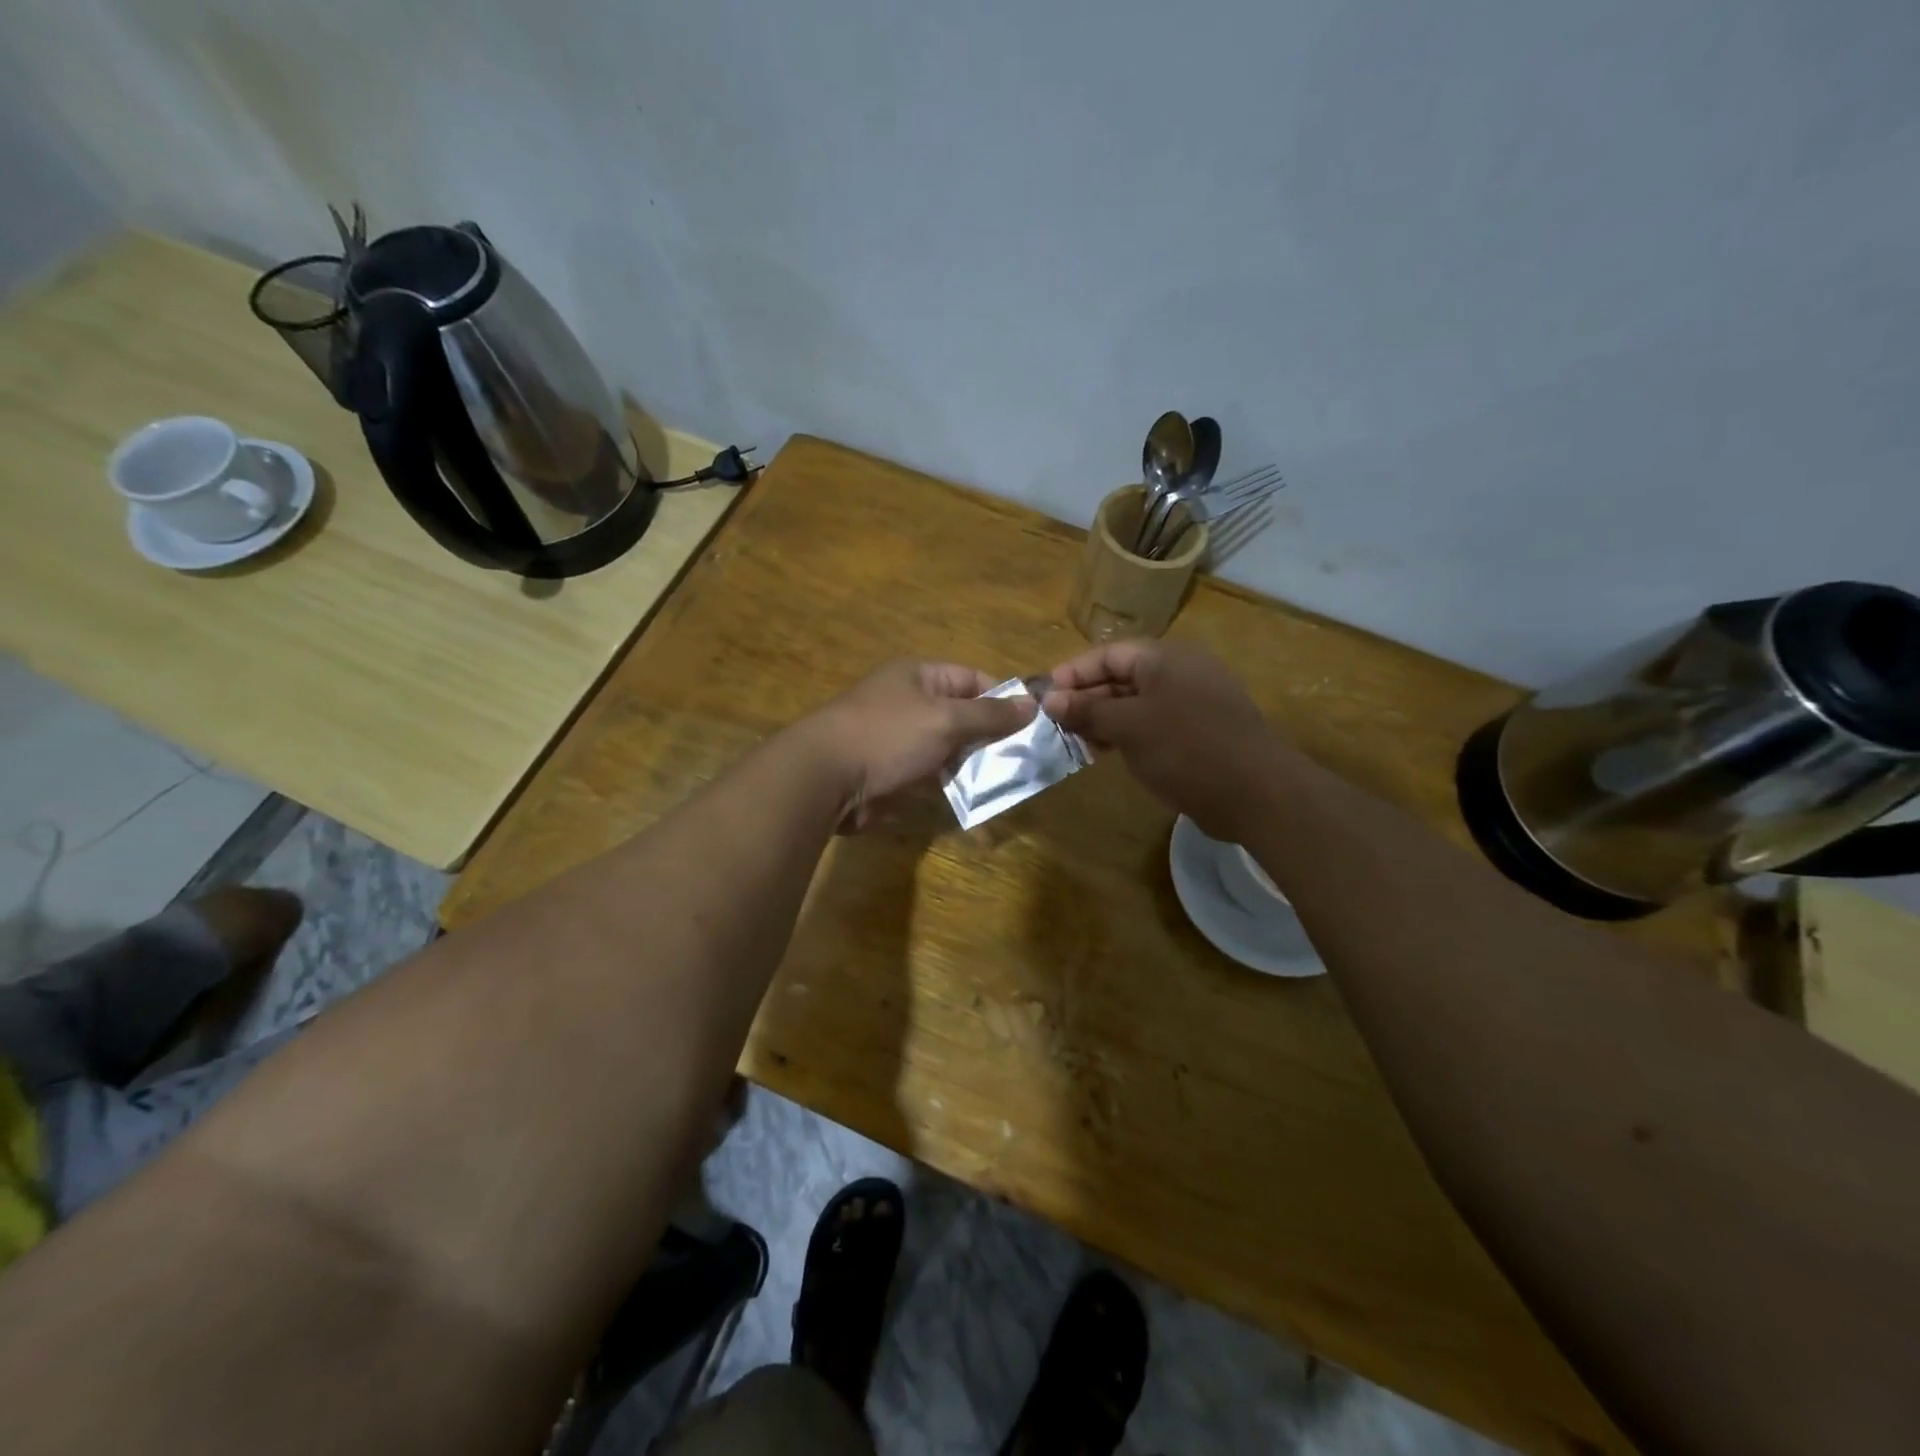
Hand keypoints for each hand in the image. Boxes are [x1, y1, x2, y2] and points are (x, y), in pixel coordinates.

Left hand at [806, 660, 1035, 828]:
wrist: (825, 778)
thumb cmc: (888, 735)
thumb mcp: (946, 719)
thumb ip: (989, 715)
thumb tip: (1032, 704)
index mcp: (918, 675)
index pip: (972, 679)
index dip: (1003, 698)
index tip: (1032, 724)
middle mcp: (908, 701)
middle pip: (961, 714)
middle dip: (991, 735)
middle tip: (1025, 758)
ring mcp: (898, 737)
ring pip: (948, 746)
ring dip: (973, 762)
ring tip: (1007, 780)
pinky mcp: (891, 770)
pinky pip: (930, 771)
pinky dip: (951, 781)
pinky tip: (975, 796)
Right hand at [1041, 639, 1284, 840]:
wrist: (1256, 793)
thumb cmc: (1186, 748)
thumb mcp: (1129, 726)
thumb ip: (1088, 710)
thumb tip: (1050, 699)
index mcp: (1164, 658)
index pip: (1107, 654)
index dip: (1072, 673)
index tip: (1043, 698)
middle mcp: (1178, 672)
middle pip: (1120, 677)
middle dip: (1085, 699)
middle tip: (1053, 725)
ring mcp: (1191, 702)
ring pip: (1134, 703)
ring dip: (1102, 720)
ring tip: (1073, 742)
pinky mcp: (1198, 731)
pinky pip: (1152, 723)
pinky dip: (1126, 734)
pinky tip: (1105, 753)